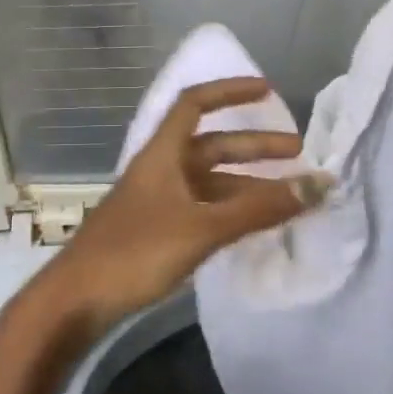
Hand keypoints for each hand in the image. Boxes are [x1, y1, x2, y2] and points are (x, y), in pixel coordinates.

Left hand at [16, 78, 326, 353]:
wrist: (75, 302)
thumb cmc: (135, 253)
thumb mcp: (202, 228)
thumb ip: (259, 208)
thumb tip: (317, 184)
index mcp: (162, 155)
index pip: (194, 104)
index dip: (229, 91)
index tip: (267, 91)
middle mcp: (161, 171)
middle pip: (212, 146)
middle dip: (255, 147)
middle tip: (298, 154)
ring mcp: (157, 203)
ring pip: (211, 182)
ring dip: (248, 184)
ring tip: (289, 197)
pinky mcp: (157, 232)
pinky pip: (203, 209)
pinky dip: (232, 211)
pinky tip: (255, 224)